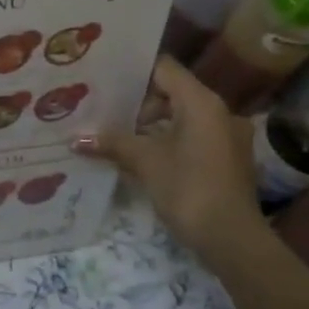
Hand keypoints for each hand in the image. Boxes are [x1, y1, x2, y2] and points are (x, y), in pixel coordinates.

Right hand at [73, 56, 266, 260]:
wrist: (232, 239)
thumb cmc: (188, 188)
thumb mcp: (145, 162)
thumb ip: (113, 143)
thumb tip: (76, 138)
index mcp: (202, 102)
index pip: (164, 69)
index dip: (134, 72)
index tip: (105, 80)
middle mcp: (220, 112)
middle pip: (173, 93)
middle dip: (139, 103)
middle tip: (105, 111)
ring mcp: (227, 136)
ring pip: (183, 117)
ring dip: (153, 125)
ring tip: (119, 135)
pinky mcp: (228, 159)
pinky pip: (194, 137)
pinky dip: (169, 141)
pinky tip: (144, 157)